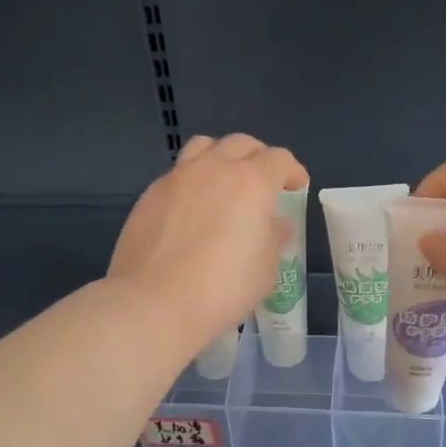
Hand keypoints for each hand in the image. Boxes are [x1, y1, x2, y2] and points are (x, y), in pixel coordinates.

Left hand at [109, 134, 307, 355]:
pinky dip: (192, 181)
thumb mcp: (264, 268)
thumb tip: (275, 224)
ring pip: (203, 146)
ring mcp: (177, 178)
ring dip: (221, 156)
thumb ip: (273, 237)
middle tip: (263, 181)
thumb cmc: (222, 287)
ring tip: (224, 181)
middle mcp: (213, 169)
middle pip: (241, 143)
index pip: (279, 159)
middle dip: (258, 157)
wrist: (154, 302)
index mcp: (250, 182)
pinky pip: (177, 174)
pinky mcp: (149, 195)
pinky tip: (192, 209)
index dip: (292, 171)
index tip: (296, 186)